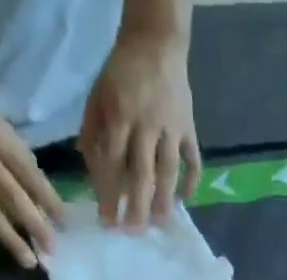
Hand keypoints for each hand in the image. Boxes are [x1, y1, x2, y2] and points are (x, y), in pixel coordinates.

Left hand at [79, 34, 200, 227]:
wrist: (156, 41)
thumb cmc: (121, 75)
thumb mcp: (97, 97)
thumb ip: (93, 135)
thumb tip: (94, 179)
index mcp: (120, 113)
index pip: (113, 161)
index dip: (109, 193)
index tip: (107, 221)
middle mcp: (148, 123)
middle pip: (143, 173)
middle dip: (137, 206)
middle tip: (133, 232)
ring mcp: (172, 127)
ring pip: (169, 170)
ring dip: (165, 200)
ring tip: (159, 223)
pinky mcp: (190, 128)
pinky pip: (193, 160)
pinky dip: (191, 182)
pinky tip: (184, 202)